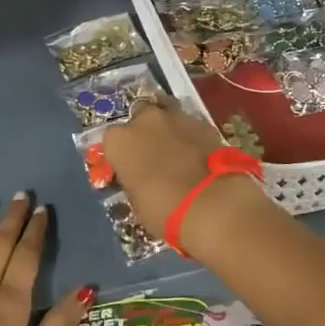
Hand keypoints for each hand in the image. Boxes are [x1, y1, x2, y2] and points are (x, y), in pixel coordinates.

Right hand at [103, 100, 267, 246]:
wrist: (211, 203)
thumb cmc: (163, 209)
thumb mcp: (136, 201)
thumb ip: (134, 180)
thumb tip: (140, 179)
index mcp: (119, 140)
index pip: (112, 142)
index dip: (122, 155)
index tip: (129, 170)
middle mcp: (144, 119)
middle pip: (139, 119)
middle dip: (145, 134)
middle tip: (153, 157)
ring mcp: (176, 117)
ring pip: (166, 116)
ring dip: (168, 130)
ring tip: (177, 152)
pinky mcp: (204, 122)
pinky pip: (190, 126)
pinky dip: (190, 137)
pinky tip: (197, 155)